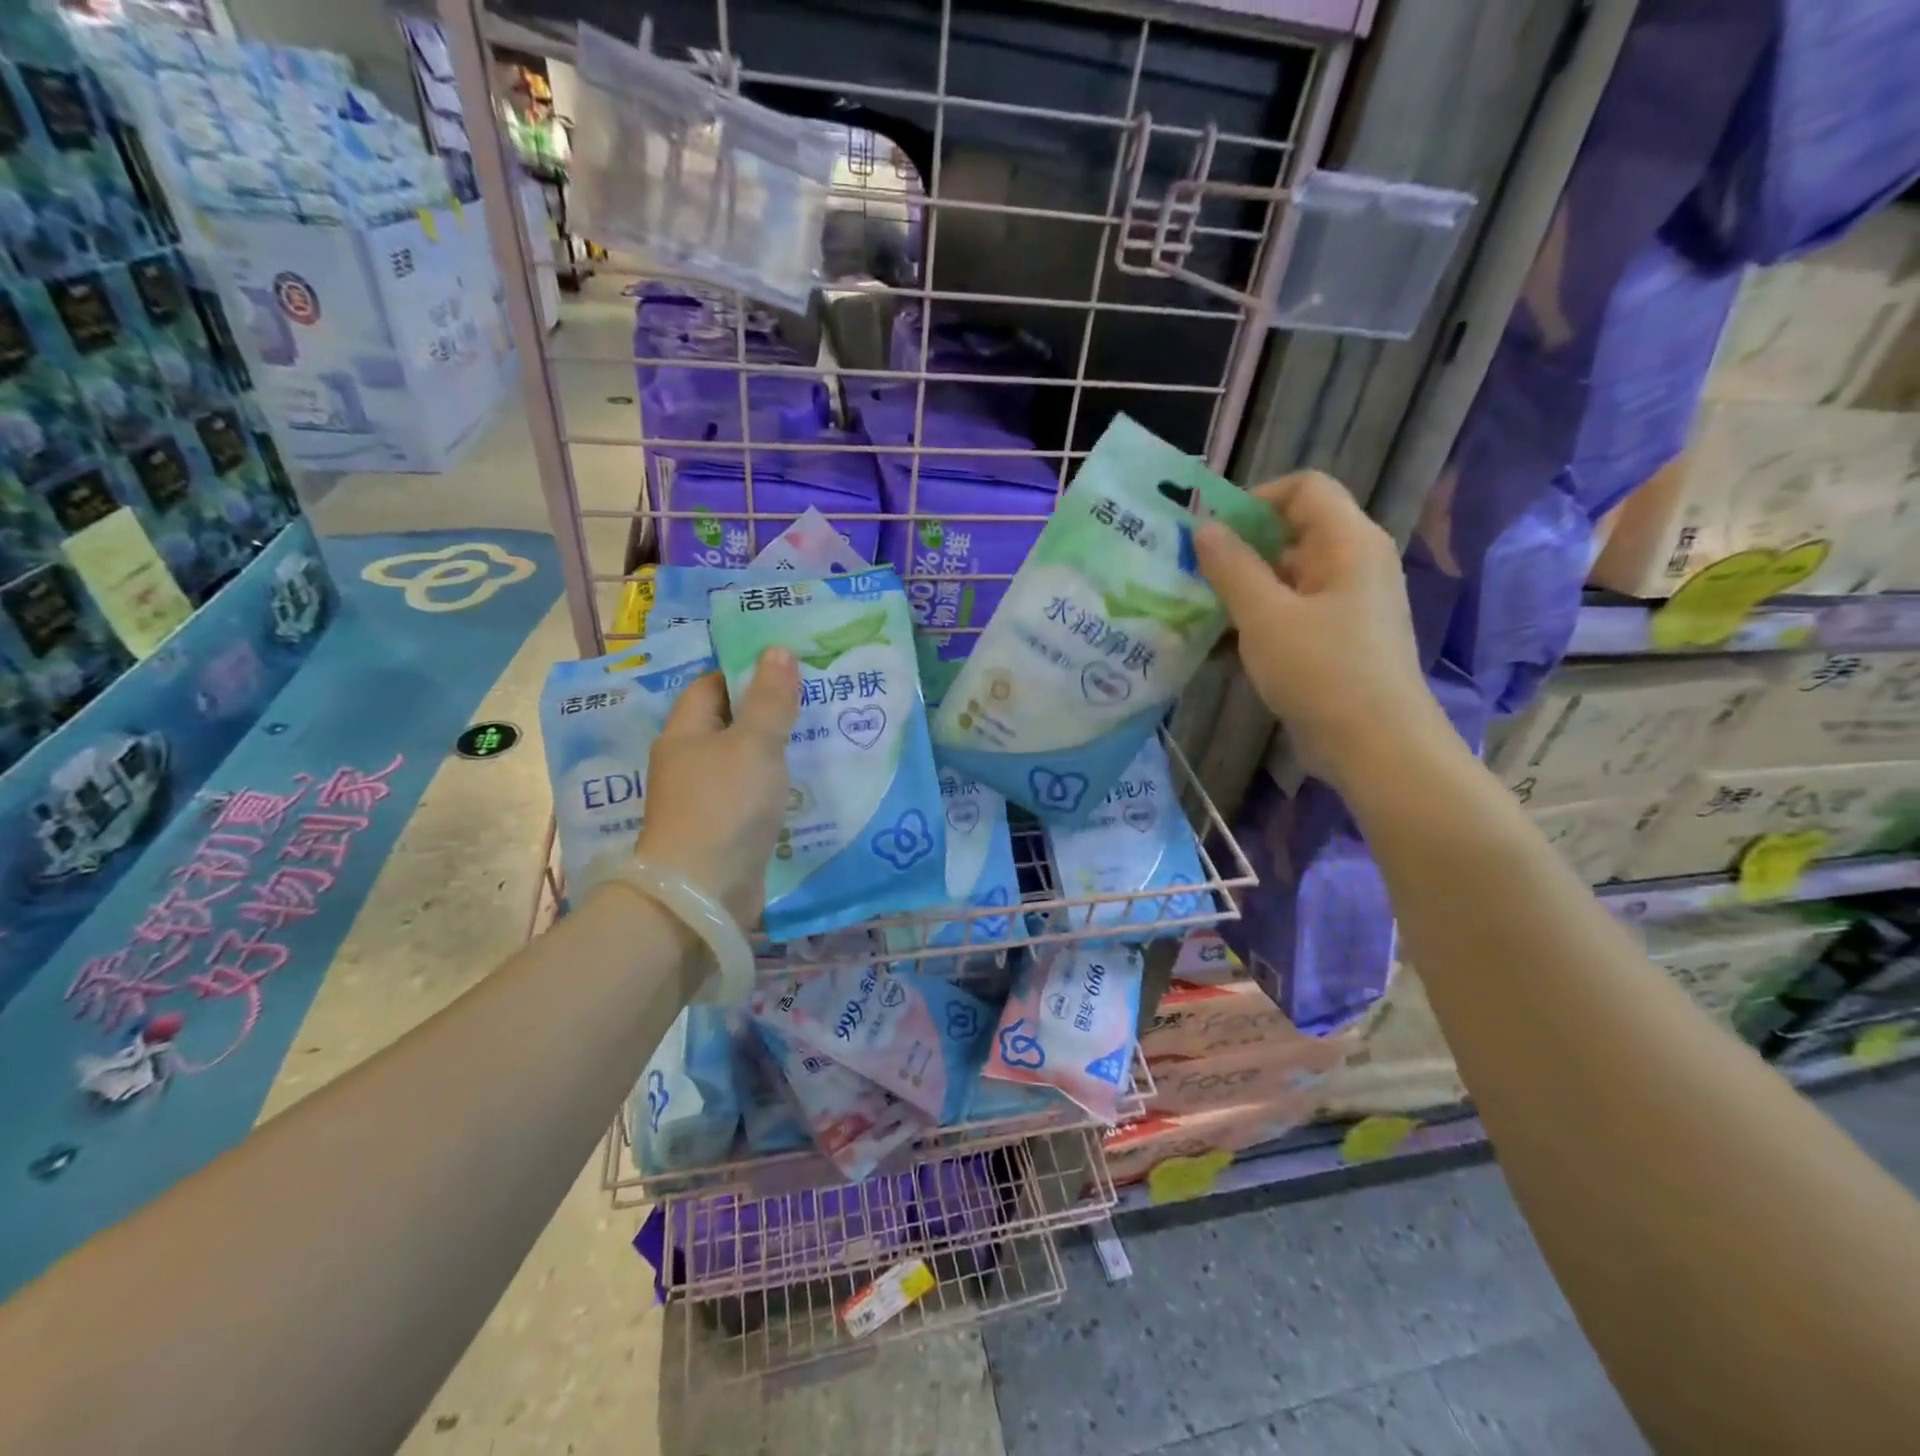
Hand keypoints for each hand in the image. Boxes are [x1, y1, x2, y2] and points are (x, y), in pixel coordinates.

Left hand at [629, 648, 799, 926]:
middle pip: (730, 724)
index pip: (712, 686)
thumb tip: (777, 650)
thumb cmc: (725, 806)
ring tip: (822, 736)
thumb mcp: (754, 744)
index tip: (789, 667)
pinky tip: (807, 784)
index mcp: (686, 733)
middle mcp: (689, 763)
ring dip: (776, 752)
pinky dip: (776, 788)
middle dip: (769, 711)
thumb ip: (769, 699)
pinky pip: (752, 797)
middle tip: (816, 699)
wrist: (703, 893)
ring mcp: (704, 800)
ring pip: (744, 763)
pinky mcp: (723, 831)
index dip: (746, 672)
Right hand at [1194, 472, 1445, 792]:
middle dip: (1237, 551)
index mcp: (1348, 543)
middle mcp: (1353, 564)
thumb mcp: (1265, 616)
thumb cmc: (1322, 670)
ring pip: (1284, 581)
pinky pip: (1289, 616)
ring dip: (1239, 593)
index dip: (1254, 499)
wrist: (1376, 747)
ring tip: (1193, 614)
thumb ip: (1231, 567)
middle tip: (1189, 574)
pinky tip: (1216, 649)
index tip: (1211, 532)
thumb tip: (1204, 528)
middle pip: (1290, 535)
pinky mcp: (1335, 642)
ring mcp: (1345, 606)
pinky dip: (1255, 624)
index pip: (1303, 489)